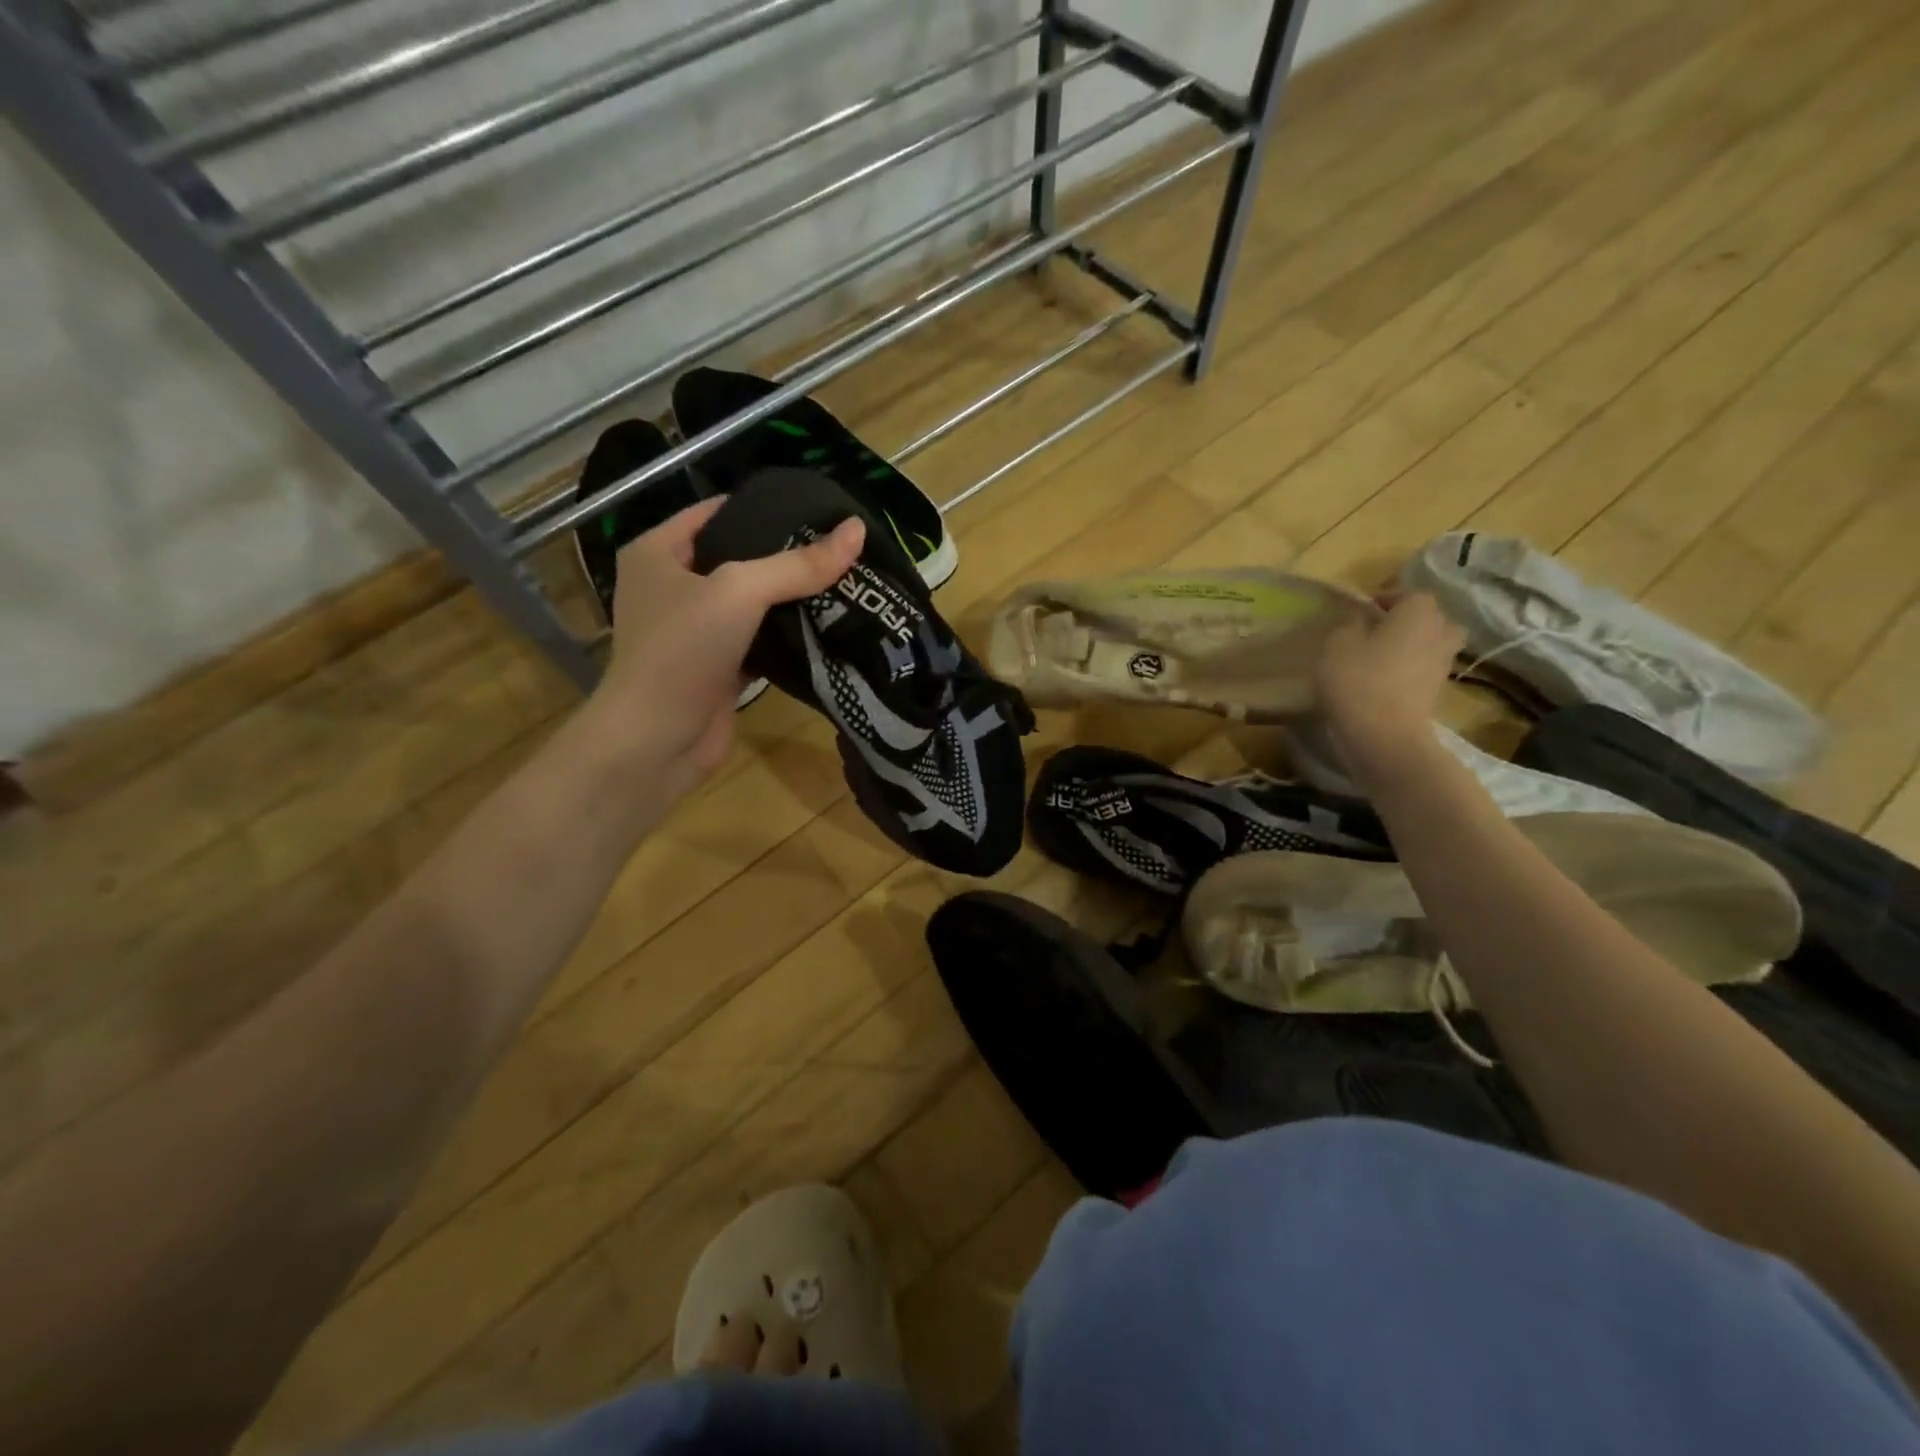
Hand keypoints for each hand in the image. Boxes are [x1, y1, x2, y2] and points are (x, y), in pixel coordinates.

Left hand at [594, 497, 864, 800]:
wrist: (657, 740)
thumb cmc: (682, 649)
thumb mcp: (739, 591)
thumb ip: (798, 564)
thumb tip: (857, 530)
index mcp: (658, 552)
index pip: (717, 512)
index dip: (765, 507)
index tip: (817, 510)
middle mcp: (673, 587)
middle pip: (739, 558)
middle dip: (787, 555)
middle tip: (842, 547)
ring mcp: (695, 631)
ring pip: (753, 603)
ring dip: (792, 598)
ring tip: (846, 580)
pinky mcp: (718, 667)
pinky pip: (760, 640)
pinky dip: (788, 636)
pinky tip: (828, 624)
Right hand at [1315, 592, 1464, 781]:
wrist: (1384, 736)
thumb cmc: (1358, 681)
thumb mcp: (1337, 644)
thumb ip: (1349, 623)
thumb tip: (1360, 618)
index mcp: (1419, 613)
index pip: (1409, 593)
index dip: (1385, 598)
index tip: (1361, 611)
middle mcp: (1440, 632)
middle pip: (1428, 618)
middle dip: (1406, 621)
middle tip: (1375, 632)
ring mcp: (1443, 664)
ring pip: (1429, 644)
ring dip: (1410, 646)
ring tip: (1379, 657)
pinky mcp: (1437, 691)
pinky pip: (1424, 669)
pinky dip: (1409, 670)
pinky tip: (1383, 680)